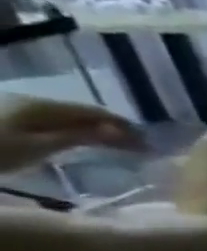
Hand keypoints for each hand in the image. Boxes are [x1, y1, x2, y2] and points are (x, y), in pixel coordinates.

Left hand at [0, 94, 139, 168]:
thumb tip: (120, 131)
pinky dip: (78, 131)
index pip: (96, 113)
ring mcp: (22, 108)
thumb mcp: (40, 146)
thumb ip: (79, 136)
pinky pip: (57, 122)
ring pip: (71, 118)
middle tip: (139, 148)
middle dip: (114, 129)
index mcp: (46, 106)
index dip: (125, 126)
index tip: (149, 144)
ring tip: (117, 147)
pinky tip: (84, 141)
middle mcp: (37, 102)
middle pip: (84, 114)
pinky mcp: (13, 117)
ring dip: (97, 131)